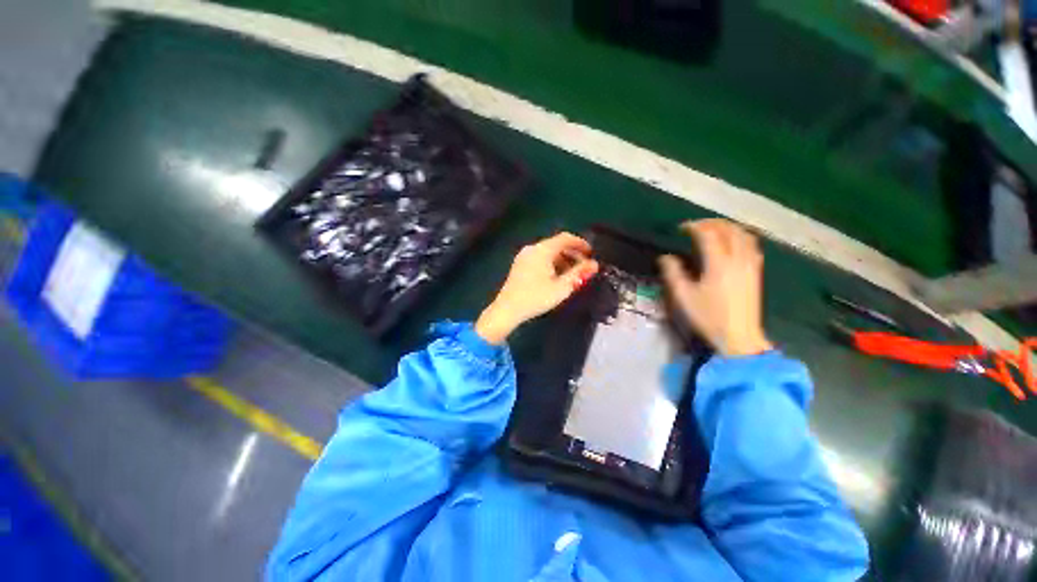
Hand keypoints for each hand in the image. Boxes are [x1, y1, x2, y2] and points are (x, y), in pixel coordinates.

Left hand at [476, 232, 598, 344]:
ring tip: (572, 274)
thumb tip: (594, 264)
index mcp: (542, 250)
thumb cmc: (536, 297)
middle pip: (556, 244)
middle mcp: (532, 248)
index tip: (591, 254)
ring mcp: (523, 256)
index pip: (565, 238)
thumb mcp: (561, 287)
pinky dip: (551, 263)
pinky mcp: (519, 265)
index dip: (580, 244)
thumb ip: (579, 274)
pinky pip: (539, 258)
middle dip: (572, 253)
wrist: (507, 309)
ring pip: (547, 252)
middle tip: (584, 266)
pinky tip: (556, 277)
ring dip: (562, 259)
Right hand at [659, 219, 771, 356]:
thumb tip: (665, 257)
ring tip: (714, 229)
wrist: (738, 336)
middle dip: (711, 223)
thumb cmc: (708, 317)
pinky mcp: (756, 272)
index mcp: (718, 264)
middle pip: (729, 230)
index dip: (694, 227)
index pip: (708, 235)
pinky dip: (741, 236)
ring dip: (728, 227)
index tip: (681, 228)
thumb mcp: (683, 297)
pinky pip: (752, 245)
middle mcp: (737, 260)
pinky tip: (733, 241)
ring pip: (744, 235)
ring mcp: (750, 265)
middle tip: (695, 226)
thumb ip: (673, 274)